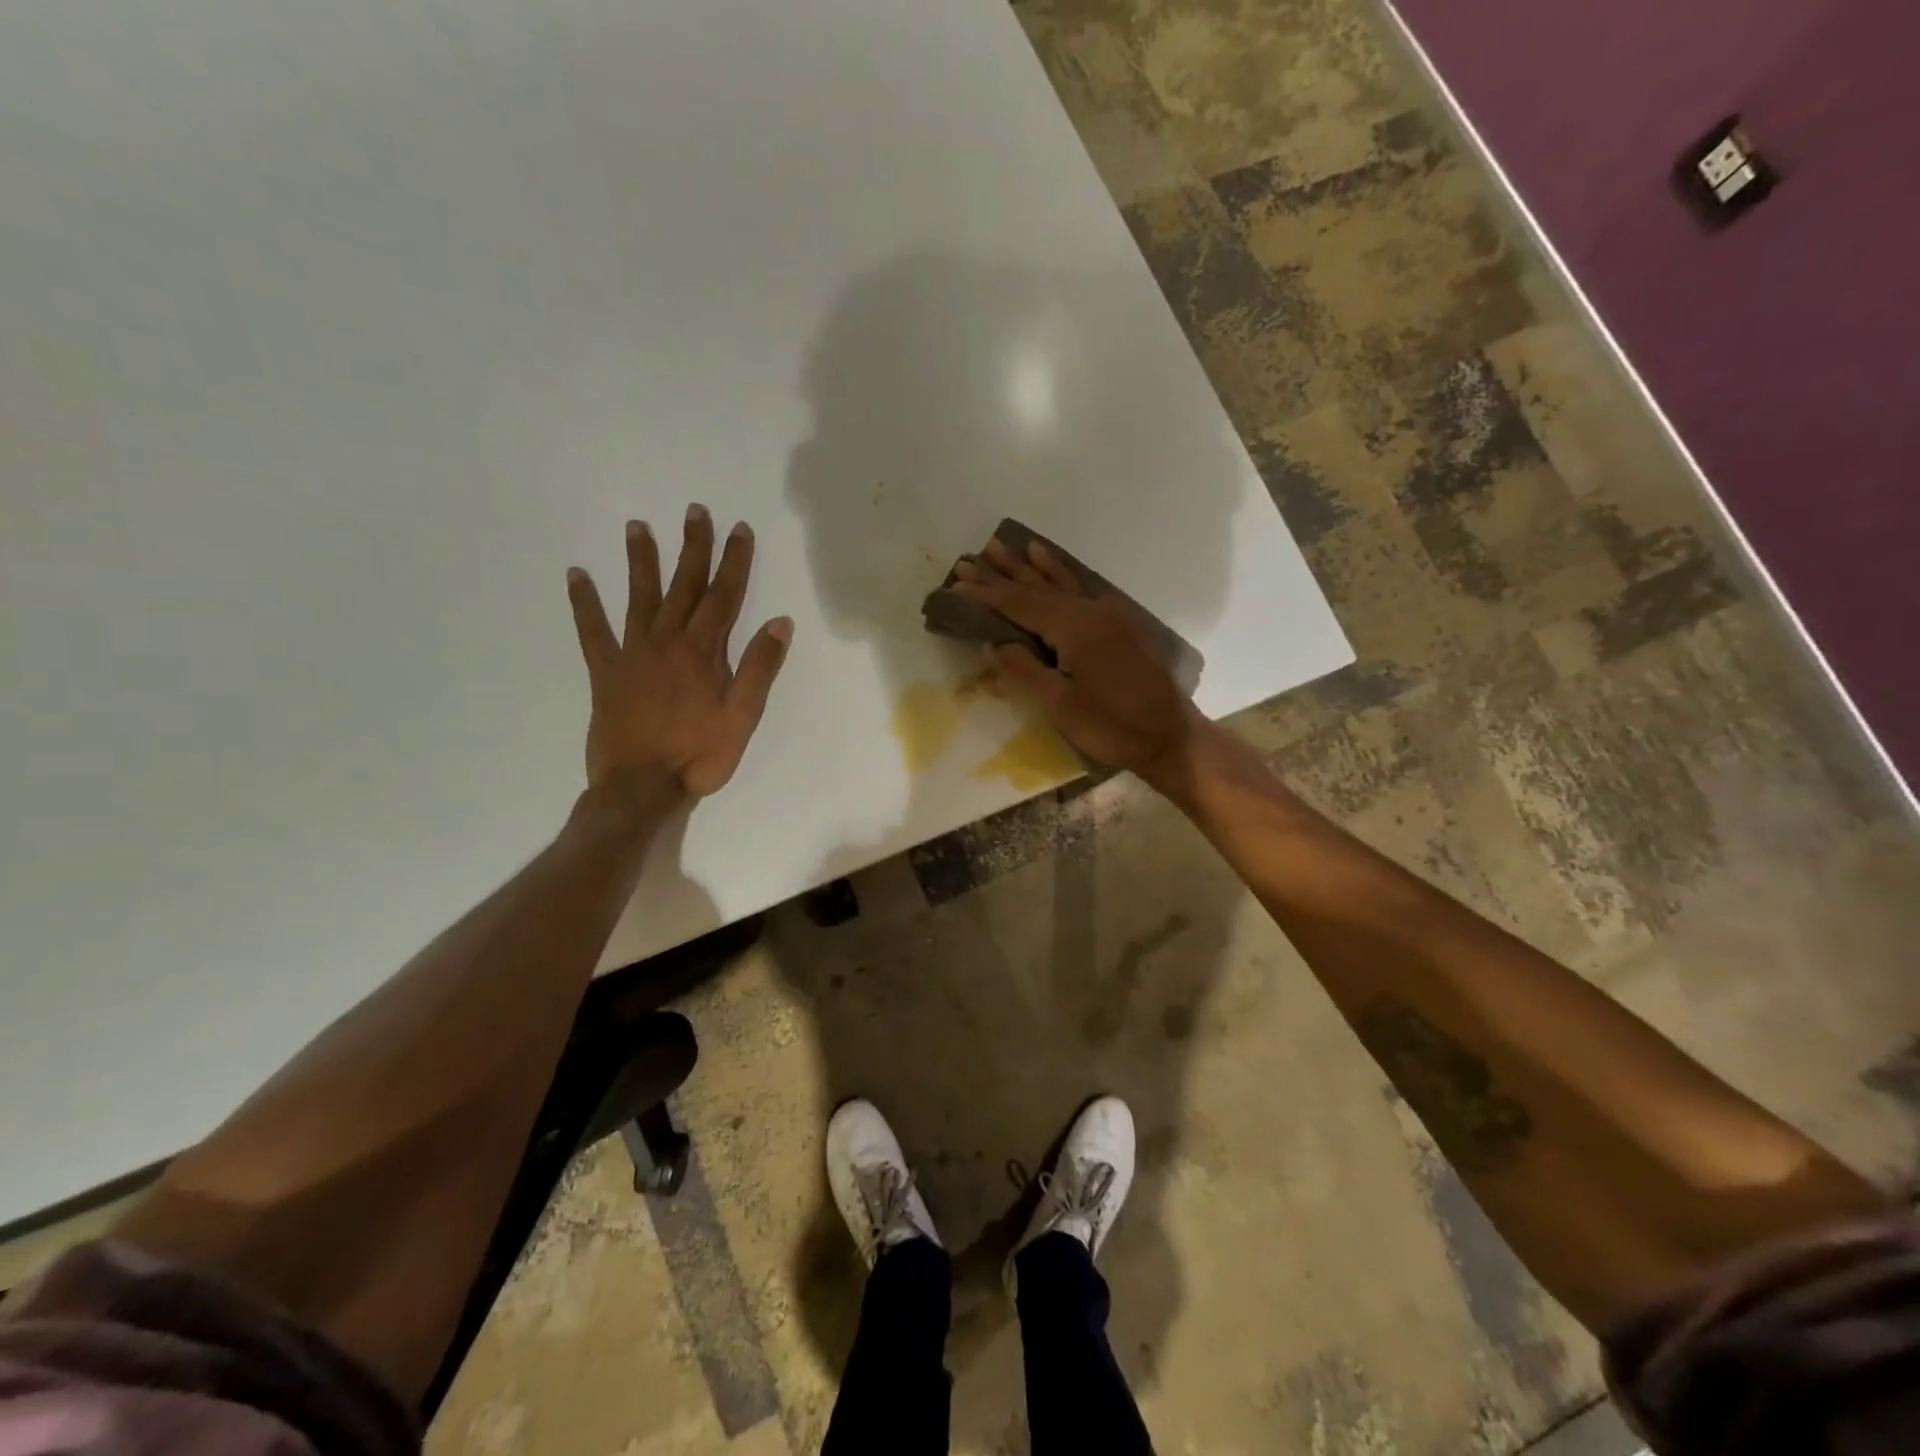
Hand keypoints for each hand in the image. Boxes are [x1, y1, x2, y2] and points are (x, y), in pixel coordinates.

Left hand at [567, 505, 792, 801]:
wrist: (640, 787)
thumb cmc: (699, 756)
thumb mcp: (742, 717)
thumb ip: (759, 668)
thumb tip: (780, 622)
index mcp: (702, 652)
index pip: (723, 596)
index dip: (734, 561)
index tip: (739, 529)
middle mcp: (666, 641)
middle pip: (683, 585)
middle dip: (692, 547)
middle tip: (695, 511)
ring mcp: (632, 653)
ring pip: (638, 596)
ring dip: (640, 560)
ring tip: (637, 526)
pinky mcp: (605, 672)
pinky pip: (592, 630)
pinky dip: (584, 603)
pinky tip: (576, 575)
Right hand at [953, 538, 1204, 790]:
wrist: (1170, 736)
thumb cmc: (1111, 726)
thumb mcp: (1059, 705)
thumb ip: (1024, 669)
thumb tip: (995, 642)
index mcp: (1072, 627)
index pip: (1019, 605)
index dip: (986, 594)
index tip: (956, 583)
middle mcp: (1089, 610)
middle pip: (1037, 588)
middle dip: (1002, 574)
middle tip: (971, 558)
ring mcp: (1107, 615)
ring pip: (1061, 583)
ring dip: (1032, 566)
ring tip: (1011, 546)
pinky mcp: (1119, 625)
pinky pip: (1082, 589)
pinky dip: (1063, 575)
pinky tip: (1055, 567)